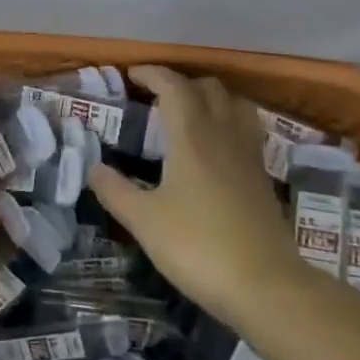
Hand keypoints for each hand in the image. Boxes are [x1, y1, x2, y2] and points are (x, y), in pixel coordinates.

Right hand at [88, 66, 298, 326]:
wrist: (265, 285)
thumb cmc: (197, 246)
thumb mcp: (143, 220)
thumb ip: (114, 190)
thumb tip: (93, 167)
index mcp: (191, 136)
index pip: (174, 86)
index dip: (152, 74)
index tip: (132, 75)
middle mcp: (223, 135)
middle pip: (209, 88)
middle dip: (181, 83)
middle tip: (157, 98)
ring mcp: (249, 156)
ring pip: (235, 105)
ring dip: (211, 99)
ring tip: (189, 116)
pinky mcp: (263, 178)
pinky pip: (246, 131)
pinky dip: (228, 124)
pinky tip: (214, 150)